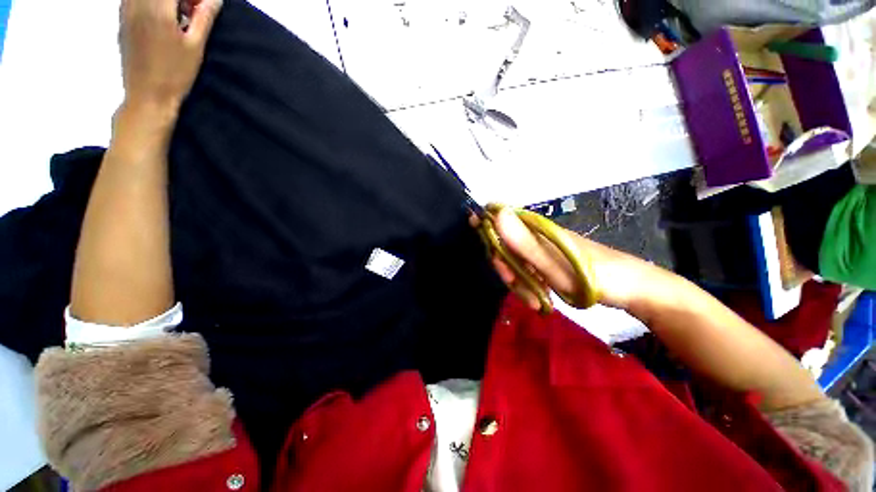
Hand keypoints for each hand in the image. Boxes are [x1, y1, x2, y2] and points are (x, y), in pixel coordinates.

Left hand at [119, 0, 222, 111]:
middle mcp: (137, 5)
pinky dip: (151, 4)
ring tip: (178, 16)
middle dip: (179, 0)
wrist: (147, 96)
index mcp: (157, 9)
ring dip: (164, 2)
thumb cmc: (175, 74)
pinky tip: (162, 18)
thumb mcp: (195, 46)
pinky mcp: (122, 21)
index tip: (201, 7)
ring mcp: (126, 12)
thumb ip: (203, 17)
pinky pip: (134, 0)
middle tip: (191, 11)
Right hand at [480, 206, 657, 311]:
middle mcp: (536, 237)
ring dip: (520, 283)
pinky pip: (528, 273)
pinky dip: (530, 287)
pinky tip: (540, 300)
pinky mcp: (548, 264)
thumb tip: (496, 214)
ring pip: (516, 264)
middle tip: (517, 287)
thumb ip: (523, 241)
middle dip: (506, 269)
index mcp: (536, 230)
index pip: (501, 221)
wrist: (633, 290)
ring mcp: (543, 252)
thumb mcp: (554, 263)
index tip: (483, 247)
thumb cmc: (594, 275)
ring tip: (536, 301)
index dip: (487, 229)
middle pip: (505, 247)